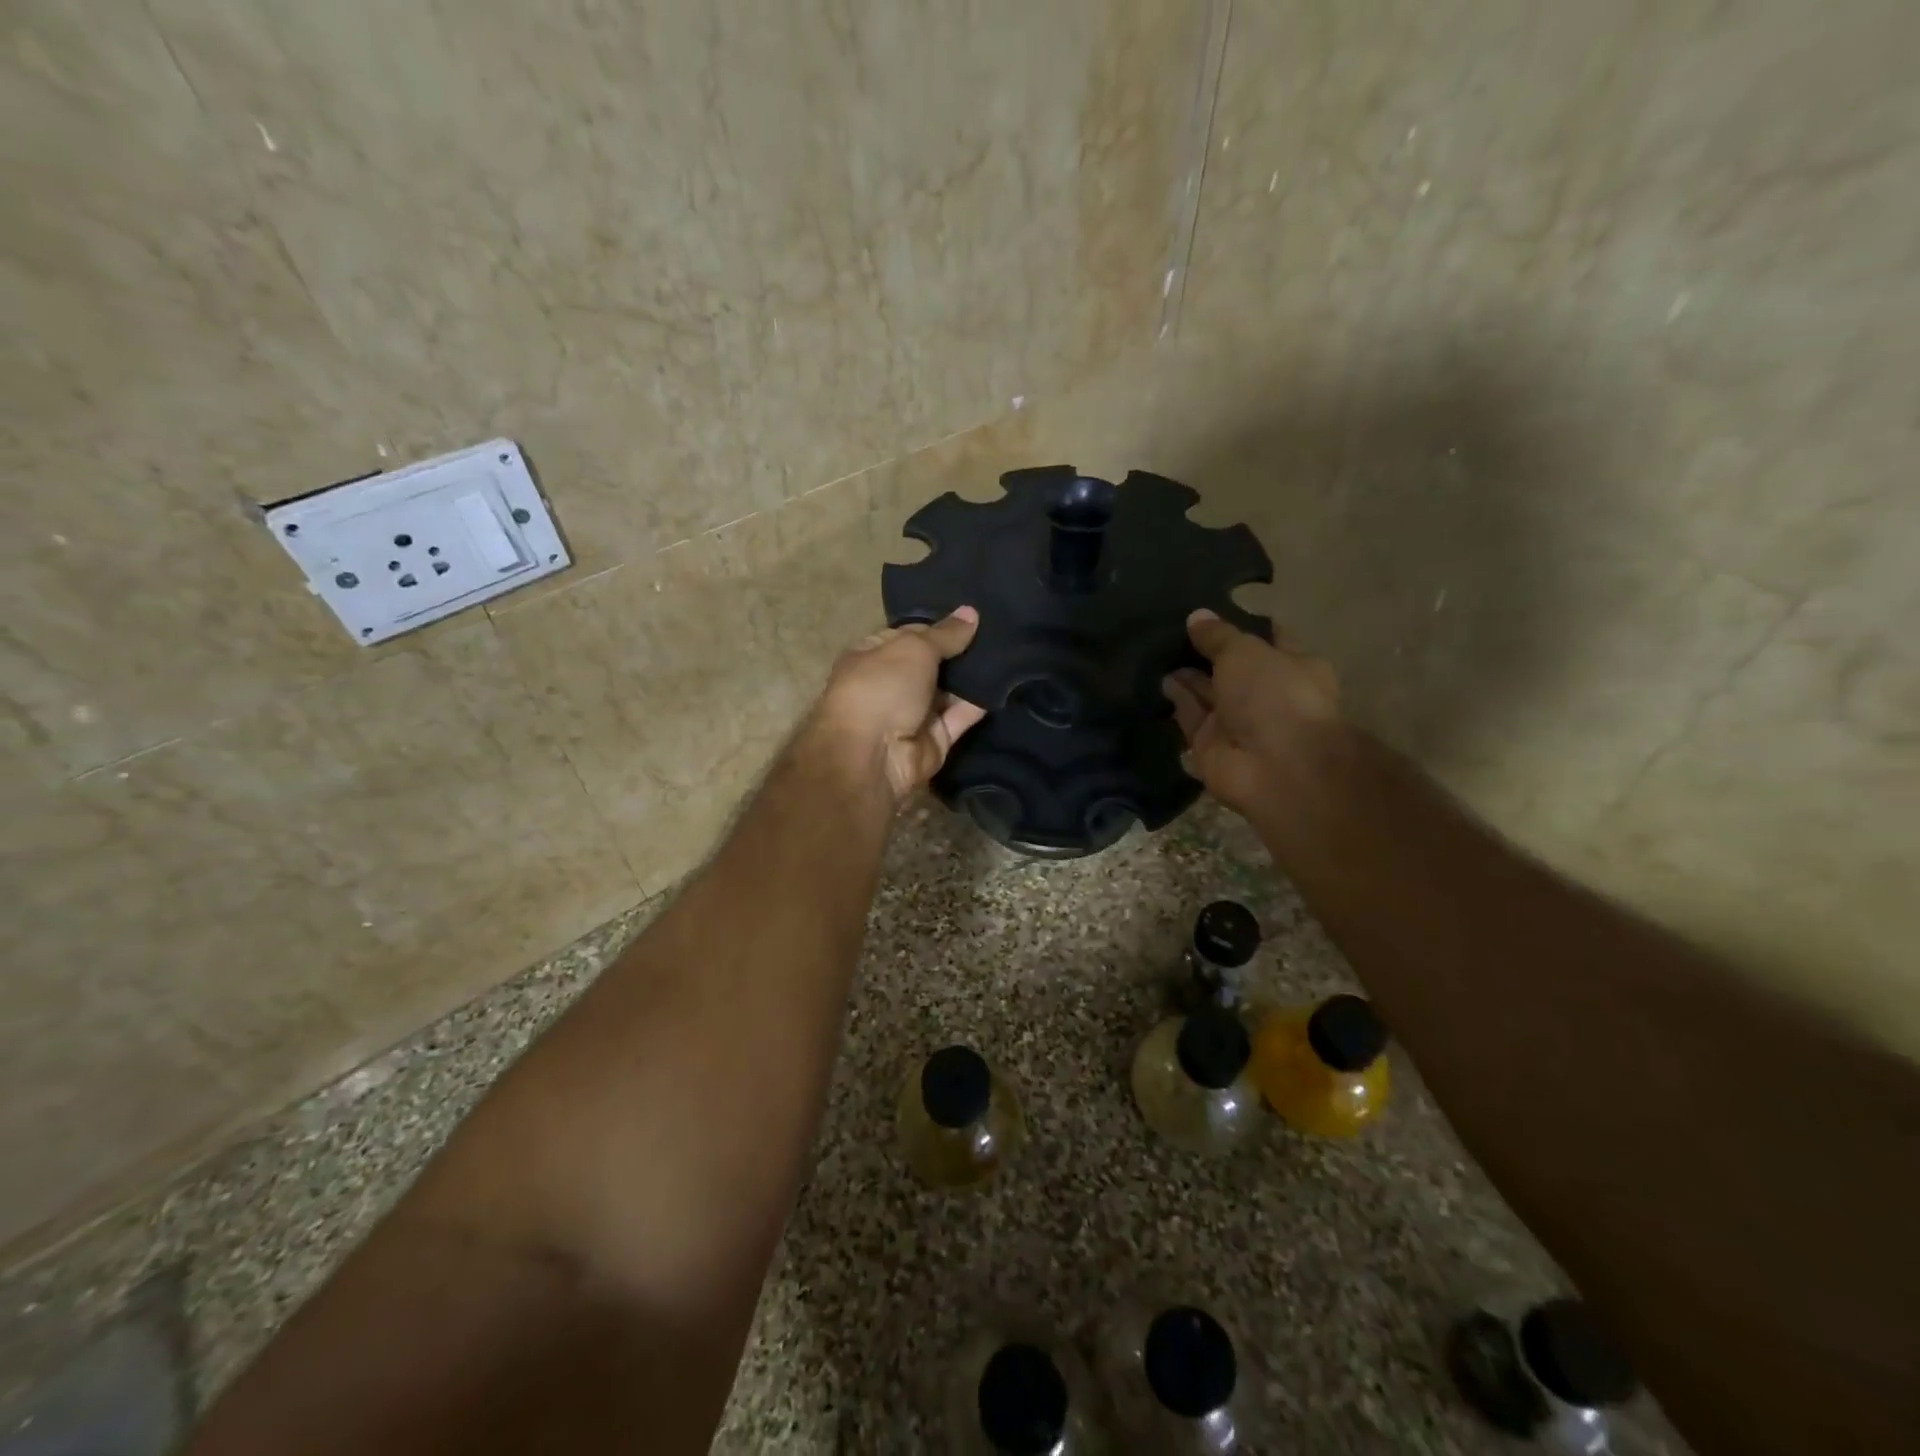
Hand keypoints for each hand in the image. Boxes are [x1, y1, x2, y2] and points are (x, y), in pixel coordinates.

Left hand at [815, 609, 986, 804]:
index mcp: (871, 656)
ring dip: (973, 676)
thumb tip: (971, 612)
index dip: (938, 625)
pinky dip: (979, 704)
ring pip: (949, 691)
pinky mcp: (934, 741)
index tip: (974, 615)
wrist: (873, 756)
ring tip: (1009, 652)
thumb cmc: (882, 688)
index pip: (909, 635)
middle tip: (999, 631)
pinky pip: (960, 717)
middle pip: (931, 664)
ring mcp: (912, 715)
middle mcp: (890, 685)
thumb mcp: (914, 648)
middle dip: (960, 650)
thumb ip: (945, 634)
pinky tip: (1005, 683)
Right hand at [1162, 609, 1343, 820]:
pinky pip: (1190, 717)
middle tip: (1171, 628)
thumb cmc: (1274, 695)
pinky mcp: (1210, 744)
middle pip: (1231, 667)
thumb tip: (1196, 616)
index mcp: (1294, 666)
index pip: (1266, 639)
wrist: (1275, 767)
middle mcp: (1266, 694)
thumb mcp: (1245, 651)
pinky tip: (1158, 679)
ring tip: (1156, 649)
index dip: (1239, 625)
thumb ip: (1217, 635)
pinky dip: (1177, 700)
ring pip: (1207, 692)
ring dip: (1186, 675)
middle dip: (1205, 651)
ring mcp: (1238, 721)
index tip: (1209, 611)